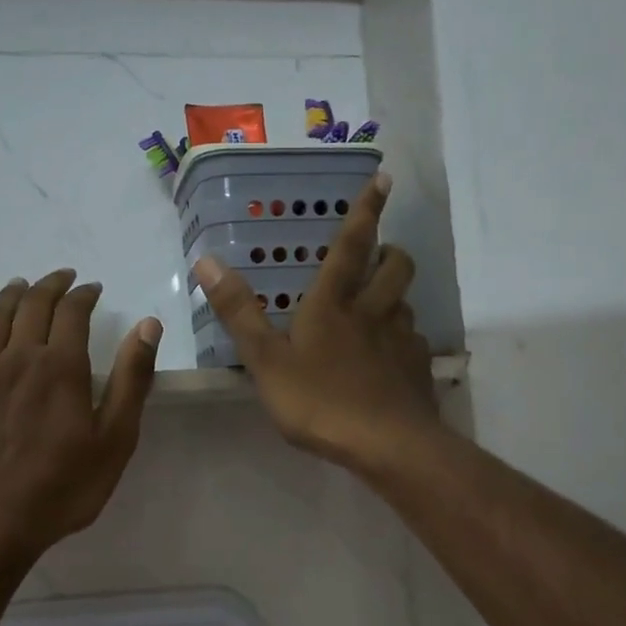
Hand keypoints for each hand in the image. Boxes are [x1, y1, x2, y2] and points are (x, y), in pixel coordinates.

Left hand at [0, 270, 160, 556]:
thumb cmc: (63, 488)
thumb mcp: (115, 439)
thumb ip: (132, 379)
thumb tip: (148, 324)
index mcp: (61, 366)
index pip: (73, 311)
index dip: (84, 294)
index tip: (93, 289)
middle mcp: (16, 357)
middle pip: (32, 304)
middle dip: (50, 285)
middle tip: (63, 278)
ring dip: (8, 294)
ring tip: (20, 285)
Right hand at [195, 172, 439, 473]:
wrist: (387, 445)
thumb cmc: (320, 401)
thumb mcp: (266, 361)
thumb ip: (239, 313)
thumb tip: (207, 261)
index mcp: (334, 304)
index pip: (352, 245)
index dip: (366, 211)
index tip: (384, 179)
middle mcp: (373, 312)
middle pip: (396, 267)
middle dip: (391, 251)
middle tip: (380, 253)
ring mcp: (401, 340)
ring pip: (406, 303)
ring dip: (395, 295)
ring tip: (379, 307)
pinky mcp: (418, 369)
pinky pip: (413, 342)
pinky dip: (402, 339)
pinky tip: (390, 359)